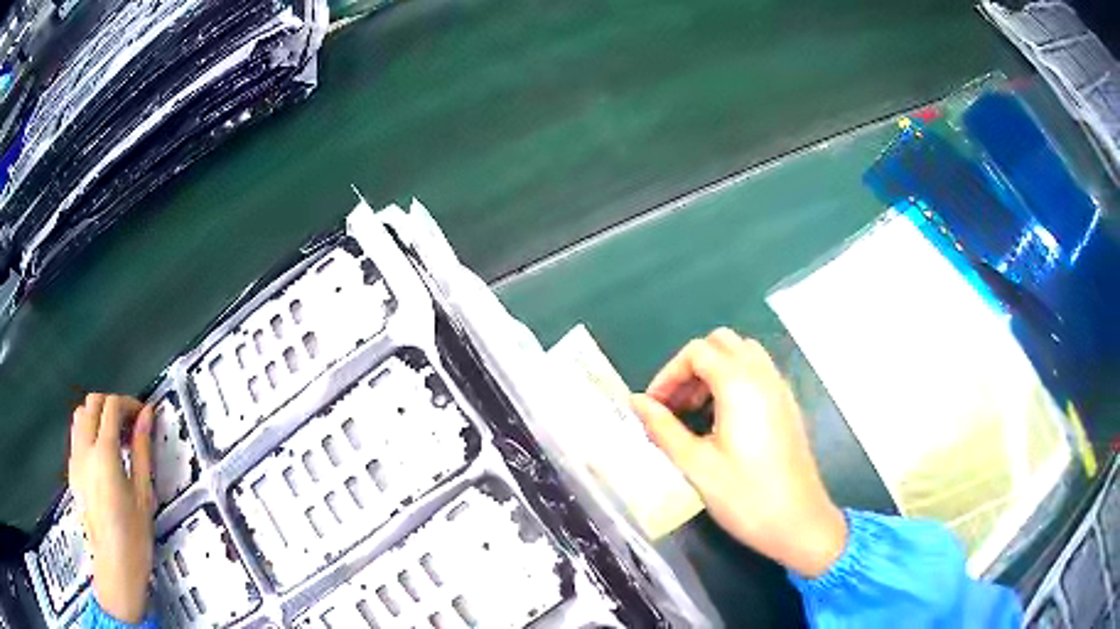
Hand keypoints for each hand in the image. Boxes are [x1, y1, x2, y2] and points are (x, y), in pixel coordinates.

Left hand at [68, 394, 154, 622]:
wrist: (114, 566)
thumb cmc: (135, 535)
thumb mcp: (143, 493)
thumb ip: (142, 449)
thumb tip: (147, 415)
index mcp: (104, 453)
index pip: (111, 406)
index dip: (128, 403)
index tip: (143, 415)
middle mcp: (84, 448)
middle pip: (92, 403)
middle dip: (111, 405)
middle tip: (129, 425)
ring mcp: (75, 458)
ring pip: (80, 415)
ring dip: (97, 416)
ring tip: (115, 439)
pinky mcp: (72, 470)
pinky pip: (76, 436)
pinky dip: (89, 432)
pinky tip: (103, 458)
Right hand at [631, 329, 846, 577]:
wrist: (798, 522)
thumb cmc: (744, 496)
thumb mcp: (696, 464)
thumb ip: (663, 428)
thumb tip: (636, 402)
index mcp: (739, 384)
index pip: (696, 352)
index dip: (668, 374)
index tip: (653, 407)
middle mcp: (763, 376)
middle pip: (721, 343)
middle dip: (691, 367)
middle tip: (674, 405)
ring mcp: (780, 389)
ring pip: (742, 355)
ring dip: (714, 371)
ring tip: (695, 412)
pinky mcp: (788, 405)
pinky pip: (758, 373)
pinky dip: (734, 381)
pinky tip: (722, 421)